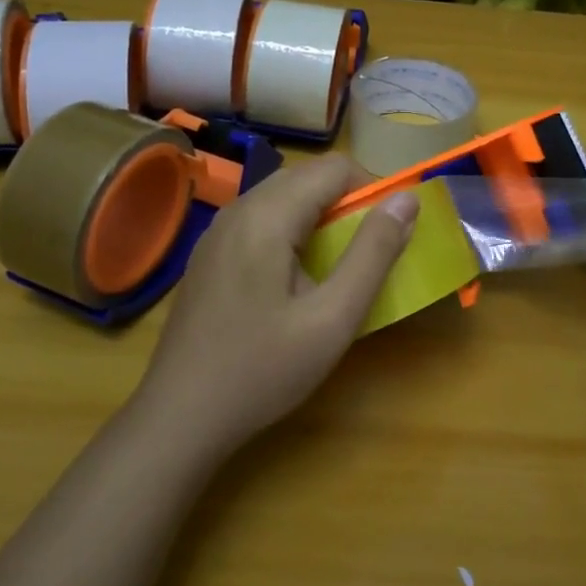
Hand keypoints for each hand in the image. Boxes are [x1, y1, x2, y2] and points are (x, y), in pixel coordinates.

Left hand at [135, 154, 418, 454]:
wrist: (179, 418)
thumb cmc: (262, 370)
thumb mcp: (332, 318)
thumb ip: (373, 254)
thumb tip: (406, 200)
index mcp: (267, 215)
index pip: (334, 168)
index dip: (372, 189)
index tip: (390, 231)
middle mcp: (238, 209)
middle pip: (306, 177)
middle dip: (347, 201)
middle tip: (368, 250)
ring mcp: (217, 231)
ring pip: (282, 196)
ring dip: (319, 214)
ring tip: (338, 264)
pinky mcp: (209, 254)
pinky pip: (260, 219)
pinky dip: (291, 229)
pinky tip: (295, 278)